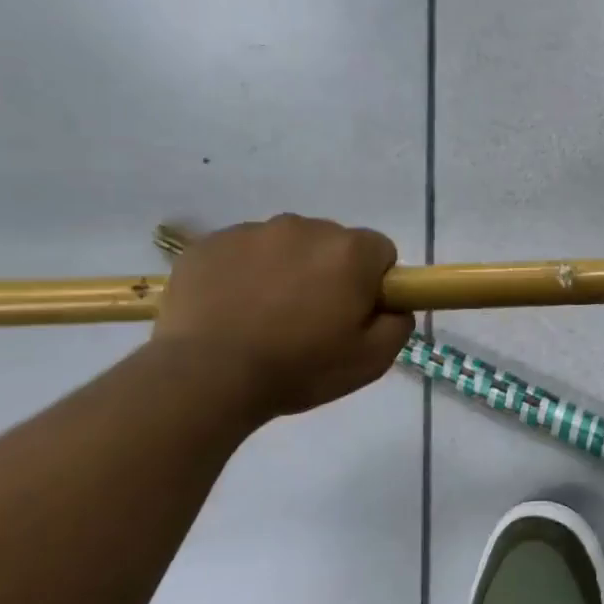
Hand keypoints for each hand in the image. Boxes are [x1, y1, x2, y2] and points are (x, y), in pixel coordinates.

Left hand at [152, 214, 413, 418]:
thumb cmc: (299, 368)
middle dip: (330, 273)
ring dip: (286, 270)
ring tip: (265, 316)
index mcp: (350, 252)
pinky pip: (241, 251)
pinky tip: (232, 310)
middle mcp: (306, 228)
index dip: (374, 283)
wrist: (205, 376)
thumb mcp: (372, 361)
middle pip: (333, 244)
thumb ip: (398, 325)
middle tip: (311, 319)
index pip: (381, 252)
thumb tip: (396, 308)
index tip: (356, 313)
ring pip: (286, 245)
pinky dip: (244, 273)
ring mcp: (253, 231)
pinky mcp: (209, 243)